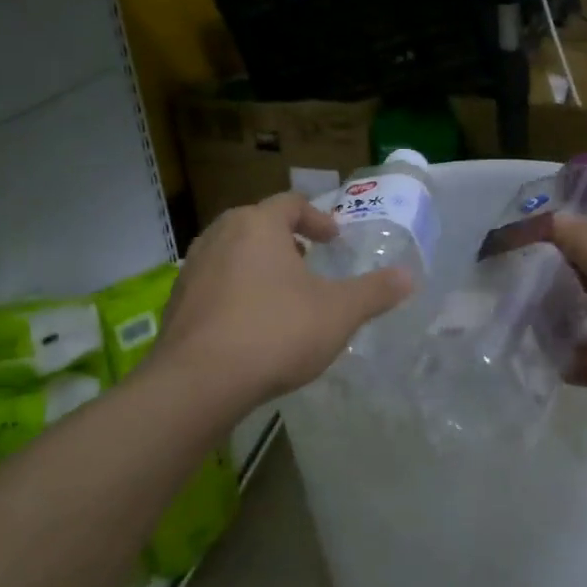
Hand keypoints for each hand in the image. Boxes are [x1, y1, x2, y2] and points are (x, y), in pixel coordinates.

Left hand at [151, 192, 412, 412]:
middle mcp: (219, 236)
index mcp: (258, 225)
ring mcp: (192, 269)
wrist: (199, 382)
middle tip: (308, 261)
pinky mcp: (177, 304)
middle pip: (256, 224)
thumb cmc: (277, 332)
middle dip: (285, 240)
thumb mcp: (339, 312)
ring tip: (281, 293)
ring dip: (258, 265)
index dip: (317, 219)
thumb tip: (409, 276)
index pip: (290, 204)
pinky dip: (235, 293)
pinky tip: (251, 325)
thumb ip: (375, 292)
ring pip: (232, 253)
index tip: (333, 240)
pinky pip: (213, 285)